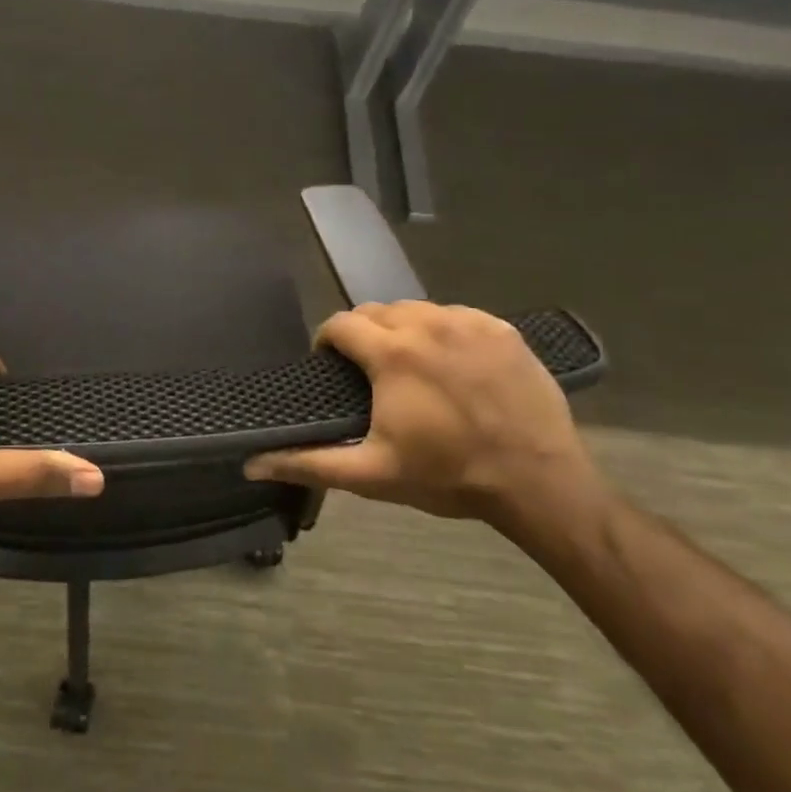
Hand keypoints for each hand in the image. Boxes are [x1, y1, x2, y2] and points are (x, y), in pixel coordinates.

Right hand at [245, 301, 594, 519]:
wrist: (538, 482)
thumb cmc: (448, 476)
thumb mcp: (372, 474)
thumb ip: (309, 463)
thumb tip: (252, 462)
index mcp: (391, 353)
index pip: (340, 323)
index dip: (327, 341)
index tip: (330, 366)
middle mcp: (427, 324)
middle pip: (377, 311)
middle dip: (363, 334)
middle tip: (368, 371)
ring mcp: (470, 323)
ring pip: (417, 309)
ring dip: (402, 330)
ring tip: (409, 366)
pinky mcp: (503, 329)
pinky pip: (457, 315)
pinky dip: (443, 331)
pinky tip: (451, 363)